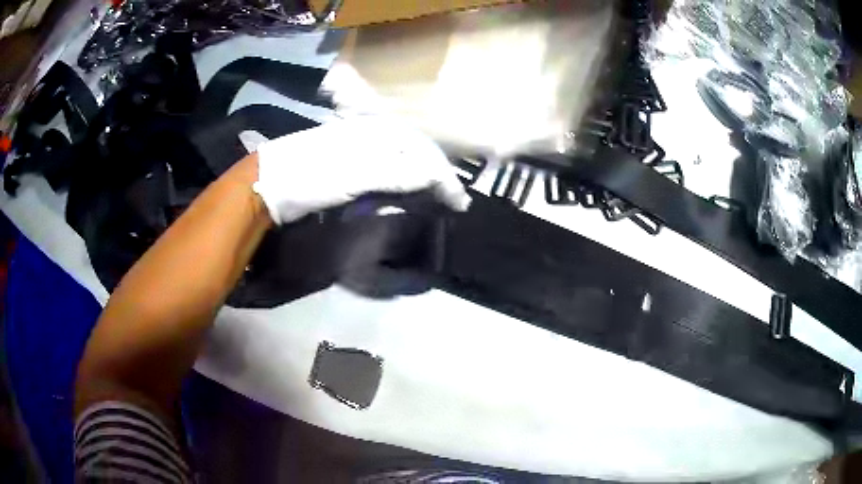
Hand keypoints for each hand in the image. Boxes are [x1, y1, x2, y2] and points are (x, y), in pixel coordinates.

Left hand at [253, 116, 471, 224]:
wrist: (270, 182)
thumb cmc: (311, 177)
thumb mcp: (353, 175)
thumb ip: (394, 173)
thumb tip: (433, 177)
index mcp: (377, 134)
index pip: (423, 153)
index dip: (444, 177)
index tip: (460, 202)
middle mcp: (373, 134)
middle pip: (417, 152)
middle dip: (438, 174)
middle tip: (453, 198)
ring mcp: (360, 146)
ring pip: (403, 158)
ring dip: (422, 176)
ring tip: (436, 193)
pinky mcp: (350, 161)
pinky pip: (386, 166)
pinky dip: (402, 179)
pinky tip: (405, 188)